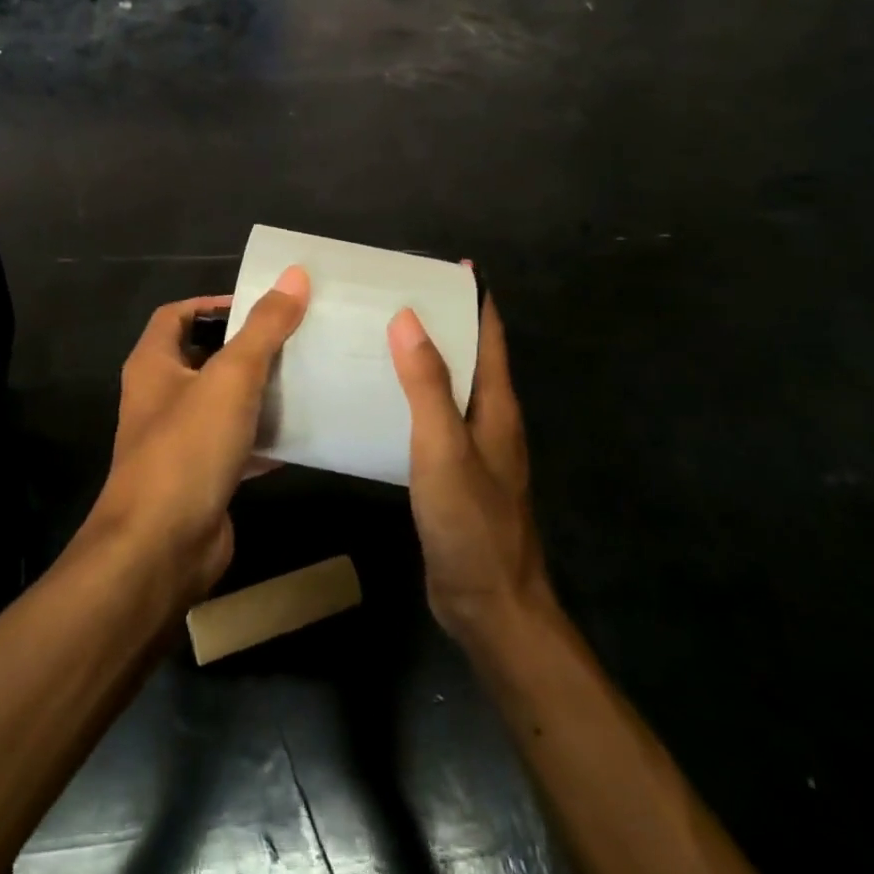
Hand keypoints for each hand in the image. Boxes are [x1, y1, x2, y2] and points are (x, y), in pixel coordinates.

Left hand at [86, 267, 309, 601]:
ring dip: (259, 391)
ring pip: (224, 403)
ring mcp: (179, 441)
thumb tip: (295, 274)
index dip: (213, 304)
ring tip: (306, 376)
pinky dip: (265, 437)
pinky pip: (238, 445)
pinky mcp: (201, 478)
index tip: (261, 303)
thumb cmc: (187, 448)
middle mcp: (161, 398)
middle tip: (296, 337)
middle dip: (247, 346)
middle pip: (205, 357)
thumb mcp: (231, 378)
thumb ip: (264, 327)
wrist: (161, 548)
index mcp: (153, 364)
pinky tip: (303, 432)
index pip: (177, 315)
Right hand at [388, 295, 550, 645]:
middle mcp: (489, 418)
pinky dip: (411, 397)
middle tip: (392, 295)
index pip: (489, 334)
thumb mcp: (444, 448)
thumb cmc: (472, 524)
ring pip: (448, 387)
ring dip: (422, 359)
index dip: (473, 297)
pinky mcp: (453, 474)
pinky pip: (432, 419)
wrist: (490, 607)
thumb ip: (427, 385)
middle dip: (440, 321)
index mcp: (496, 404)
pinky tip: (378, 399)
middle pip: (469, 355)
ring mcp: (472, 448)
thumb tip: (408, 318)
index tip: (442, 266)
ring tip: (377, 336)